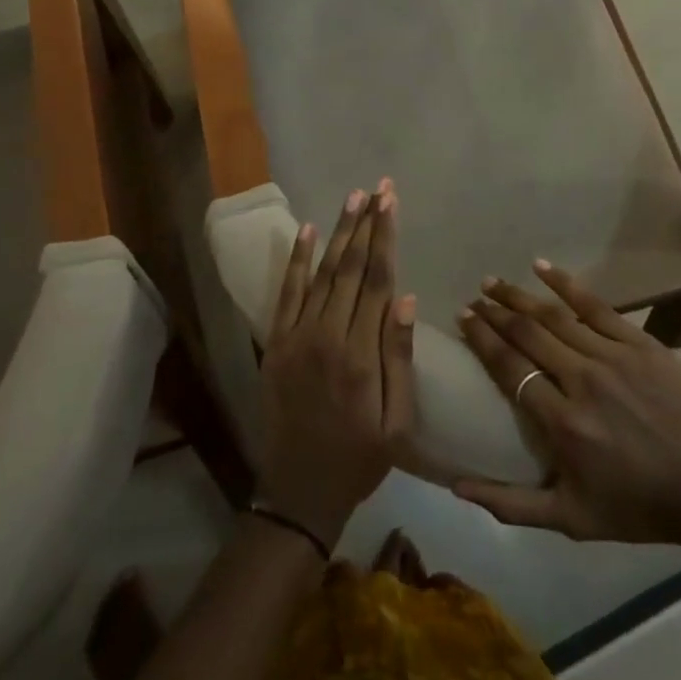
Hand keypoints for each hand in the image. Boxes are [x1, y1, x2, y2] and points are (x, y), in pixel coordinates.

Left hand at [256, 180, 416, 548]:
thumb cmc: (358, 459)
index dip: (385, 237)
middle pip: (351, 267)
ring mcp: (296, 336)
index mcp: (361, 355)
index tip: (390, 202)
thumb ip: (400, 359)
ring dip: (338, 233)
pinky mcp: (275, 342)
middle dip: (366, 224)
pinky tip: (307, 231)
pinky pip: (287, 293)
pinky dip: (297, 261)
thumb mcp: (396, 423)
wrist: (298, 492)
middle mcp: (327, 335)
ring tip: (352, 199)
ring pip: (322, 272)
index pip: (377, 280)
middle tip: (377, 187)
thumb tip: (405, 298)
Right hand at [453, 262, 680, 584]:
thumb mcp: (574, 521)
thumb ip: (513, 505)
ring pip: (554, 316)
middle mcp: (582, 381)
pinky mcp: (641, 343)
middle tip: (475, 297)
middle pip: (526, 335)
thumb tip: (458, 488)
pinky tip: (541, 266)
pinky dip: (565, 284)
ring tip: (494, 281)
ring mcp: (613, 357)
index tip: (463, 317)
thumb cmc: (643, 509)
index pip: (509, 368)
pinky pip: (595, 306)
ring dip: (519, 296)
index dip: (482, 338)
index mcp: (563, 424)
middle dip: (494, 312)